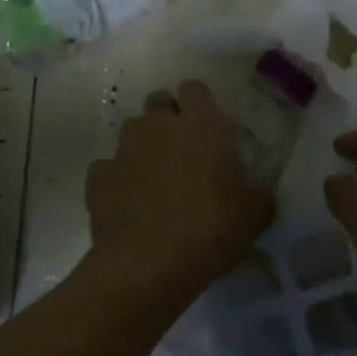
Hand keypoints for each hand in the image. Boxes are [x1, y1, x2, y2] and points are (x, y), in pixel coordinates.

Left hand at [86, 81, 273, 299]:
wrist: (146, 266)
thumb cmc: (209, 230)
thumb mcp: (255, 215)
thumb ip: (258, 193)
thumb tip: (258, 192)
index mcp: (200, 125)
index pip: (195, 89)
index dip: (200, 104)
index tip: (210, 128)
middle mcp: (158, 126)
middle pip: (159, 102)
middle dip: (168, 118)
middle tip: (184, 150)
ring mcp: (123, 150)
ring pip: (132, 132)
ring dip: (144, 146)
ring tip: (155, 178)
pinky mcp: (97, 177)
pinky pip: (108, 167)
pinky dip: (118, 178)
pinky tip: (129, 203)